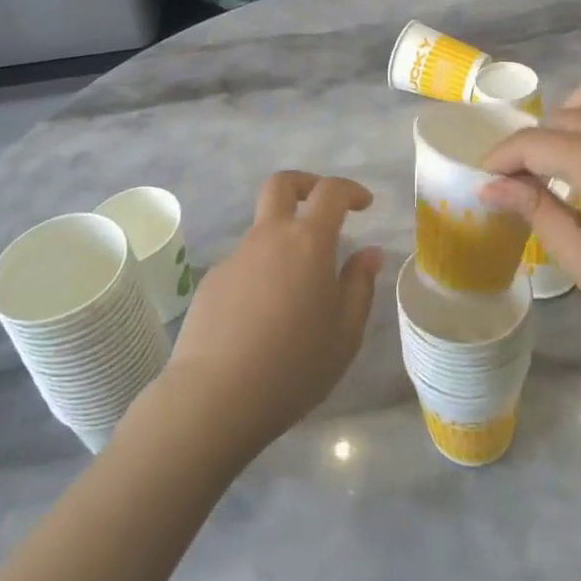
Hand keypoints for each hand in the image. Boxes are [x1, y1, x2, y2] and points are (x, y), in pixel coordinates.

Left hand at [157, 173, 383, 459]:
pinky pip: (245, 265)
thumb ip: (360, 285)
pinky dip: (262, 273)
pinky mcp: (211, 282)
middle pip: (281, 185)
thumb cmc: (294, 365)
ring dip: (284, 239)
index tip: (364, 204)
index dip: (350, 190)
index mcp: (307, 242)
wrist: (216, 397)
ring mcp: (235, 257)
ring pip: (263, 229)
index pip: (330, 192)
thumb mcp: (345, 332)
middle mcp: (268, 237)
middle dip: (306, 184)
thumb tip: (369, 253)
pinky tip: (266, 317)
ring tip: (300, 289)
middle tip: (324, 206)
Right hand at [480, 75, 580, 379]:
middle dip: (533, 143)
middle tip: (522, 178)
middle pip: (564, 118)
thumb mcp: (580, 258)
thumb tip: (490, 185)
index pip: (535, 143)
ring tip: (566, 146)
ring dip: (577, 109)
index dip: (503, 158)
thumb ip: (534, 209)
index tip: (486, 177)